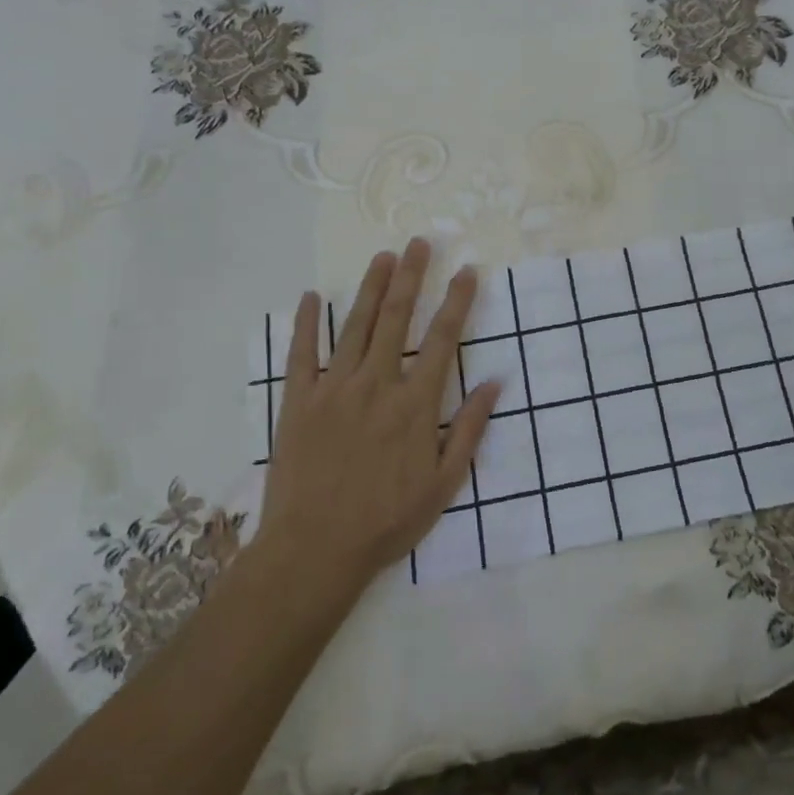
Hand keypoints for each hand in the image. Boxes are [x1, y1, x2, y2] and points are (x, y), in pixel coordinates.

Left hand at [259, 238, 500, 589]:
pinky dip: (305, 324)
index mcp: (414, 404)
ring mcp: (333, 390)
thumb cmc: (386, 521)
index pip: (442, 339)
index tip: (466, 271)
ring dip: (370, 288)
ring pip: (354, 327)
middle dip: (411, 277)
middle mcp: (376, 385)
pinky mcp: (297, 402)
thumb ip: (469, 430)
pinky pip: (301, 355)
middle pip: (396, 319)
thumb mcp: (444, 485)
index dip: (456, 301)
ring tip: (383, 257)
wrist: (314, 551)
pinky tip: (309, 297)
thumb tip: (496, 383)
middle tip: (419, 242)